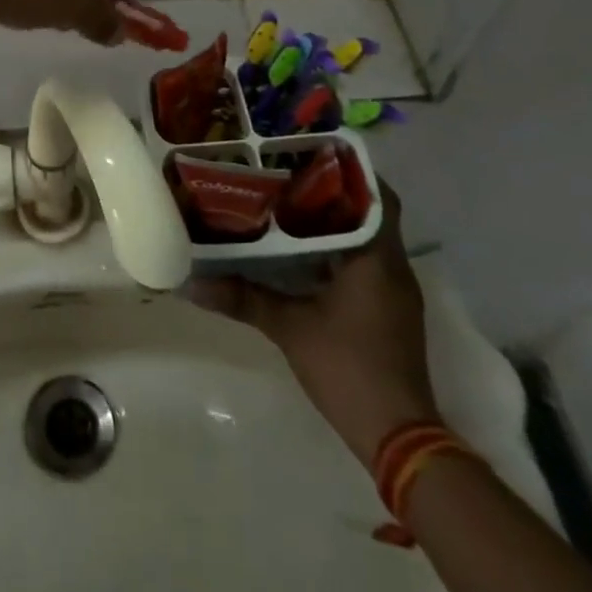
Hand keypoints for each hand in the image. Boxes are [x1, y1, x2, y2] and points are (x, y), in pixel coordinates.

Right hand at [193, 185, 439, 467]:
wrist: (398, 437)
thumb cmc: (348, 369)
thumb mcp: (289, 328)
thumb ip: (243, 299)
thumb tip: (192, 282)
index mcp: (376, 259)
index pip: (376, 196)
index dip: (349, 171)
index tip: (311, 154)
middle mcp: (392, 267)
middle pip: (370, 213)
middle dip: (334, 192)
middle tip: (288, 174)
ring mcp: (394, 292)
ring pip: (367, 238)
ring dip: (335, 221)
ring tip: (287, 203)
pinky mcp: (388, 312)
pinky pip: (364, 263)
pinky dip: (338, 250)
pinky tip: (301, 252)